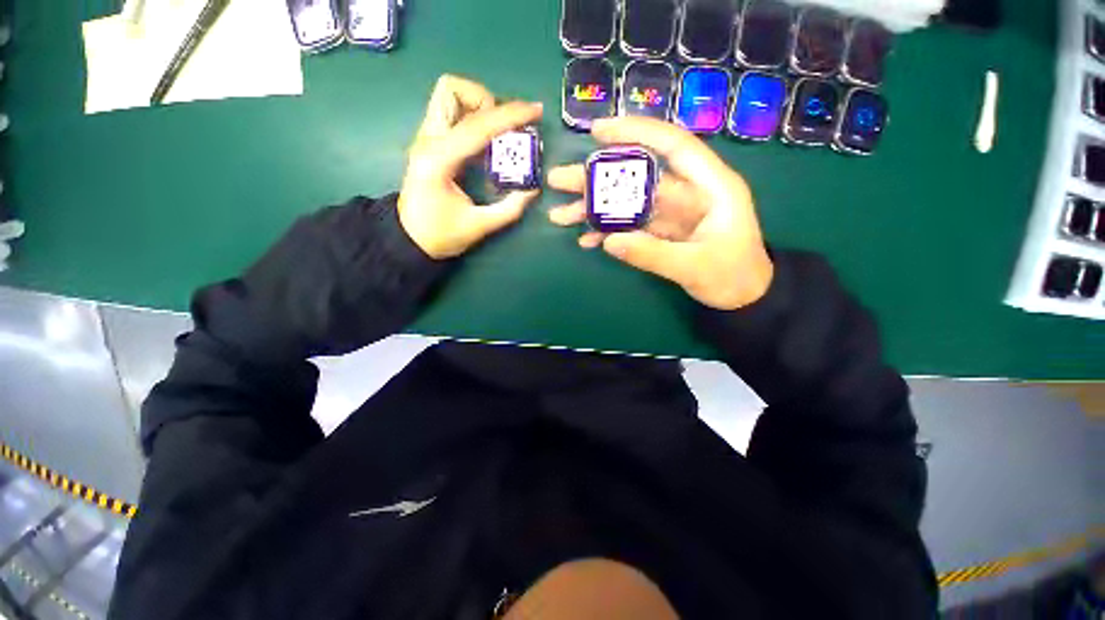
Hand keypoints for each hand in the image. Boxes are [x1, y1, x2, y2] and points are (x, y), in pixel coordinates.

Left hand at [399, 75, 543, 259]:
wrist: (410, 238)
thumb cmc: (441, 235)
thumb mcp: (480, 226)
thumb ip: (510, 208)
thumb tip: (533, 189)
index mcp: (439, 161)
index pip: (476, 125)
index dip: (510, 116)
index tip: (535, 112)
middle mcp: (428, 140)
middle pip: (451, 89)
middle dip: (485, 100)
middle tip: (505, 128)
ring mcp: (426, 137)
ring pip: (448, 95)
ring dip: (478, 105)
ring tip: (497, 133)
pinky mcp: (429, 141)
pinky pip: (451, 112)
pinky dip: (472, 115)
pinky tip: (487, 140)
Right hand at [547, 117, 772, 310]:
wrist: (742, 298)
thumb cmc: (734, 277)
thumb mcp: (695, 267)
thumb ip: (653, 254)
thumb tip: (609, 241)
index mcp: (710, 186)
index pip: (672, 145)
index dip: (636, 133)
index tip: (597, 131)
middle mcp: (687, 193)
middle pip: (638, 176)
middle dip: (597, 177)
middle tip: (559, 180)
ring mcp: (671, 214)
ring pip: (628, 202)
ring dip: (594, 208)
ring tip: (560, 215)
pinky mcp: (661, 232)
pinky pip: (630, 226)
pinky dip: (608, 232)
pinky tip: (586, 239)